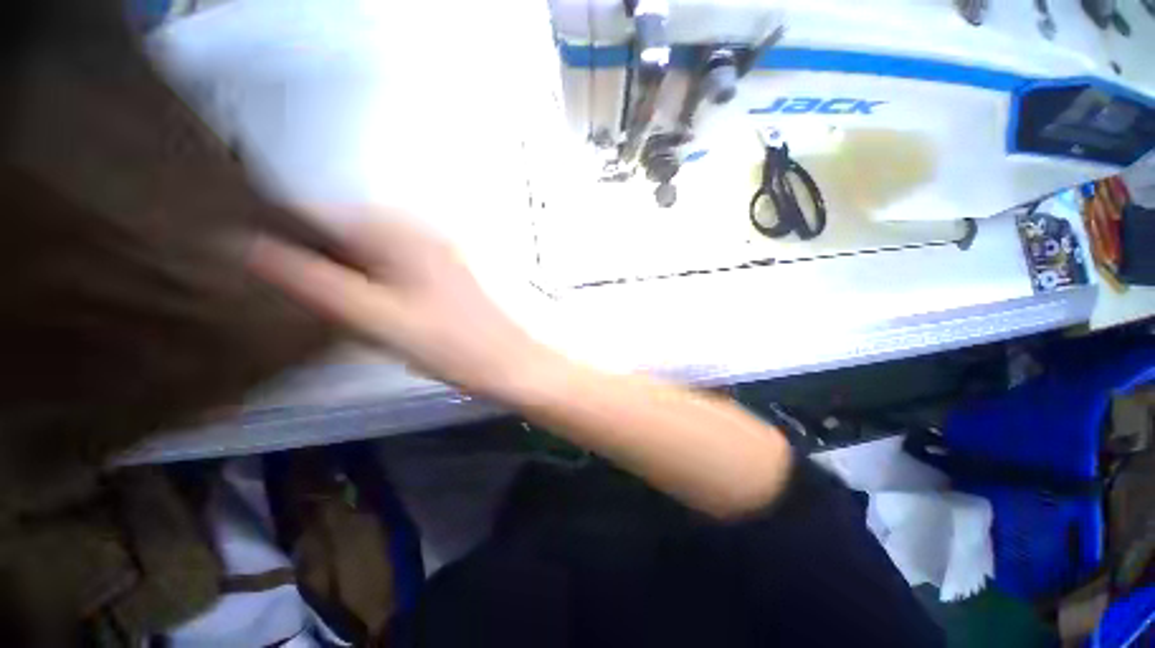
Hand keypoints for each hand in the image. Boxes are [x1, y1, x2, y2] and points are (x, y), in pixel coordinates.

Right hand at [249, 214, 551, 398]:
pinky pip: (391, 270)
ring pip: (369, 253)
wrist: (508, 364)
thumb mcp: (378, 317)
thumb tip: (242, 245)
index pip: (323, 213)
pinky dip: (370, 284)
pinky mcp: (443, 278)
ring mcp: (435, 255)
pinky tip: (366, 310)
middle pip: (347, 232)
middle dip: (315, 256)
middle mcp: (420, 234)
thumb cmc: (451, 345)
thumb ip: (314, 282)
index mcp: (403, 233)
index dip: (282, 229)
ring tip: (323, 303)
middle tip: (286, 289)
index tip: (247, 259)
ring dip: (342, 272)